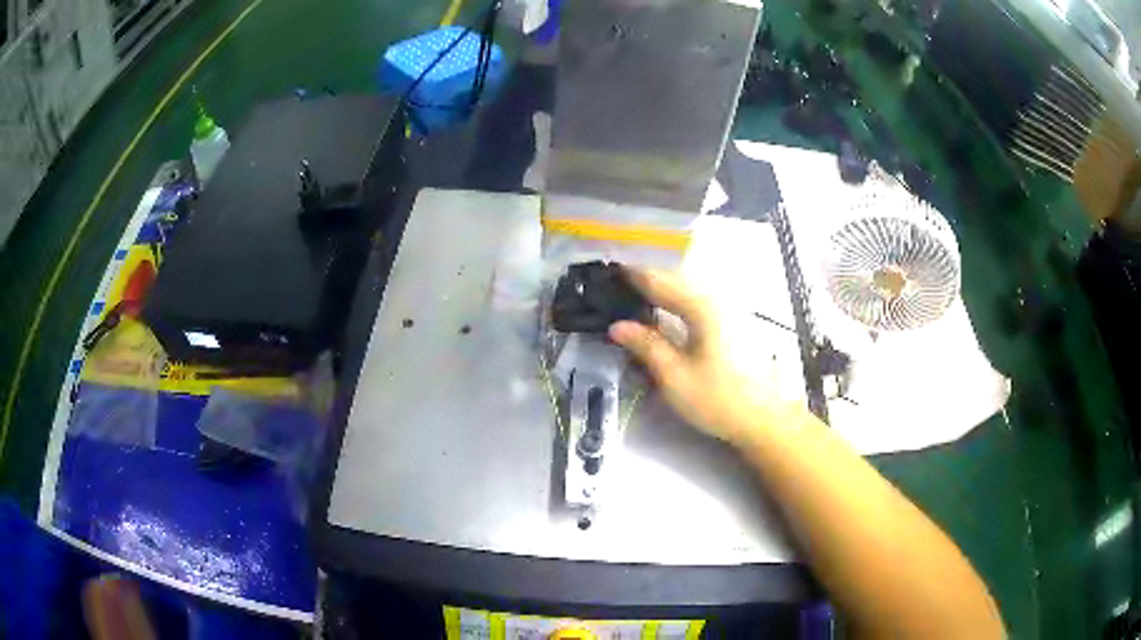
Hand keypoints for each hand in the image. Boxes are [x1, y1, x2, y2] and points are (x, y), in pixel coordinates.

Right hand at [609, 268, 781, 444]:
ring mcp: (732, 308)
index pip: (660, 281)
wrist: (766, 418)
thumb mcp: (675, 377)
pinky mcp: (738, 322)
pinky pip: (702, 300)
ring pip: (691, 288)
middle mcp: (719, 298)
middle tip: (619, 283)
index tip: (608, 271)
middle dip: (648, 278)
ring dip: (665, 288)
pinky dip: (681, 299)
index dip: (632, 275)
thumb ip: (646, 346)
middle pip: (677, 279)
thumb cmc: (719, 399)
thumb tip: (617, 326)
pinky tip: (671, 311)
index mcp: (702, 306)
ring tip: (640, 295)